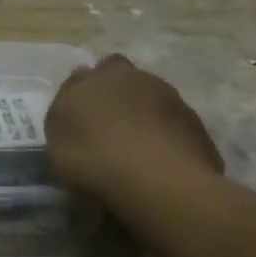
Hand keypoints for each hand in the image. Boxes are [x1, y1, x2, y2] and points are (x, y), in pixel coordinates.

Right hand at [45, 55, 224, 219]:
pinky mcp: (196, 125)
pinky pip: (173, 126)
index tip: (82, 116)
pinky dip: (166, 139)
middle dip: (117, 95)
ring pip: (152, 100)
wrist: (158, 182)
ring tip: (137, 151)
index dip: (84, 93)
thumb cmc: (94, 158)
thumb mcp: (58, 139)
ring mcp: (170, 98)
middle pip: (123, 79)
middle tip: (110, 128)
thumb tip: (75, 100)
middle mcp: (135, 77)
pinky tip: (159, 165)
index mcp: (97, 76)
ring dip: (144, 117)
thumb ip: (65, 113)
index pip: (87, 74)